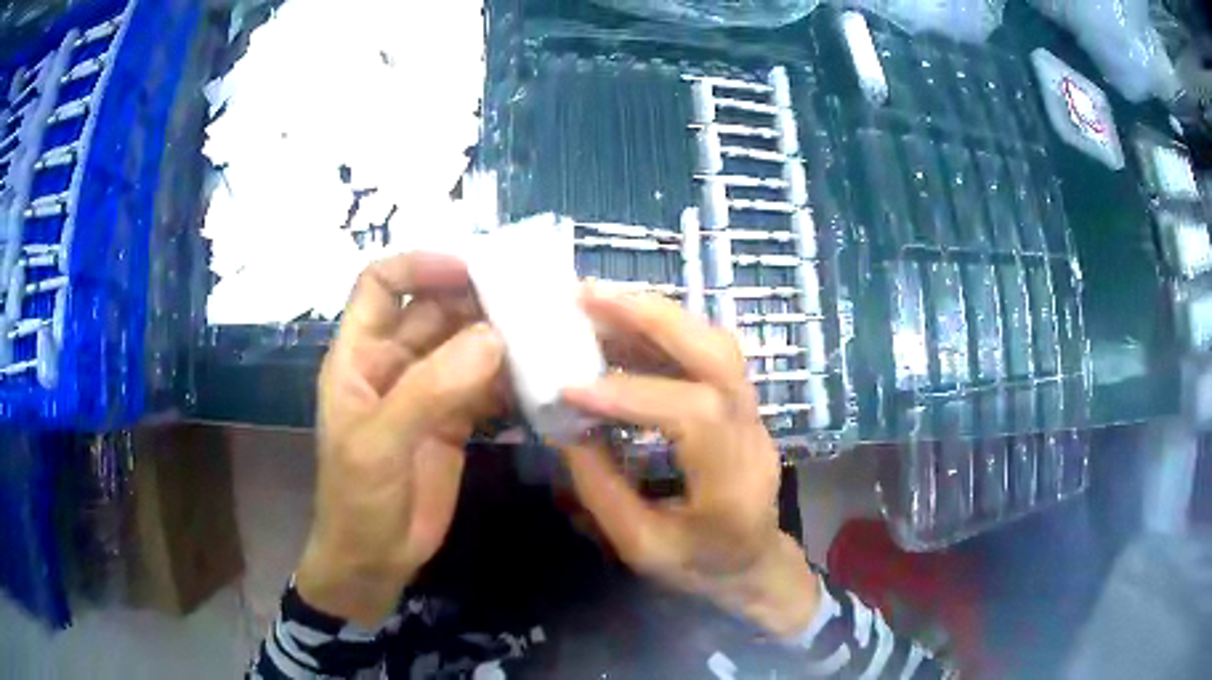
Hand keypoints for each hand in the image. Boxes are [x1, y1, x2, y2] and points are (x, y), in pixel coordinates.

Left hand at [297, 253, 503, 626]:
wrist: (376, 559)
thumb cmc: (358, 499)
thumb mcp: (379, 444)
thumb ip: (430, 390)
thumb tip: (493, 337)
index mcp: (359, 355)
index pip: (381, 284)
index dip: (420, 265)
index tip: (471, 267)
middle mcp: (393, 363)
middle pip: (433, 308)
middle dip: (474, 297)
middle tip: (529, 294)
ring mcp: (427, 391)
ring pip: (464, 343)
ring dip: (499, 333)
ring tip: (544, 327)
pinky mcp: (456, 420)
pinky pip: (486, 384)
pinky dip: (511, 375)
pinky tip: (540, 374)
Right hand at [561, 291, 819, 637]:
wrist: (753, 565)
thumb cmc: (699, 567)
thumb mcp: (640, 546)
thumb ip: (601, 488)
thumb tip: (566, 424)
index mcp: (733, 486)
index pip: (694, 416)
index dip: (631, 393)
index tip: (569, 386)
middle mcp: (753, 437)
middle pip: (718, 357)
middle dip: (653, 318)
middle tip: (588, 295)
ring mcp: (754, 415)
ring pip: (717, 344)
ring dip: (655, 315)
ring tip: (596, 301)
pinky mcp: (742, 405)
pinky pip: (709, 355)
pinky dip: (662, 332)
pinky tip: (620, 328)